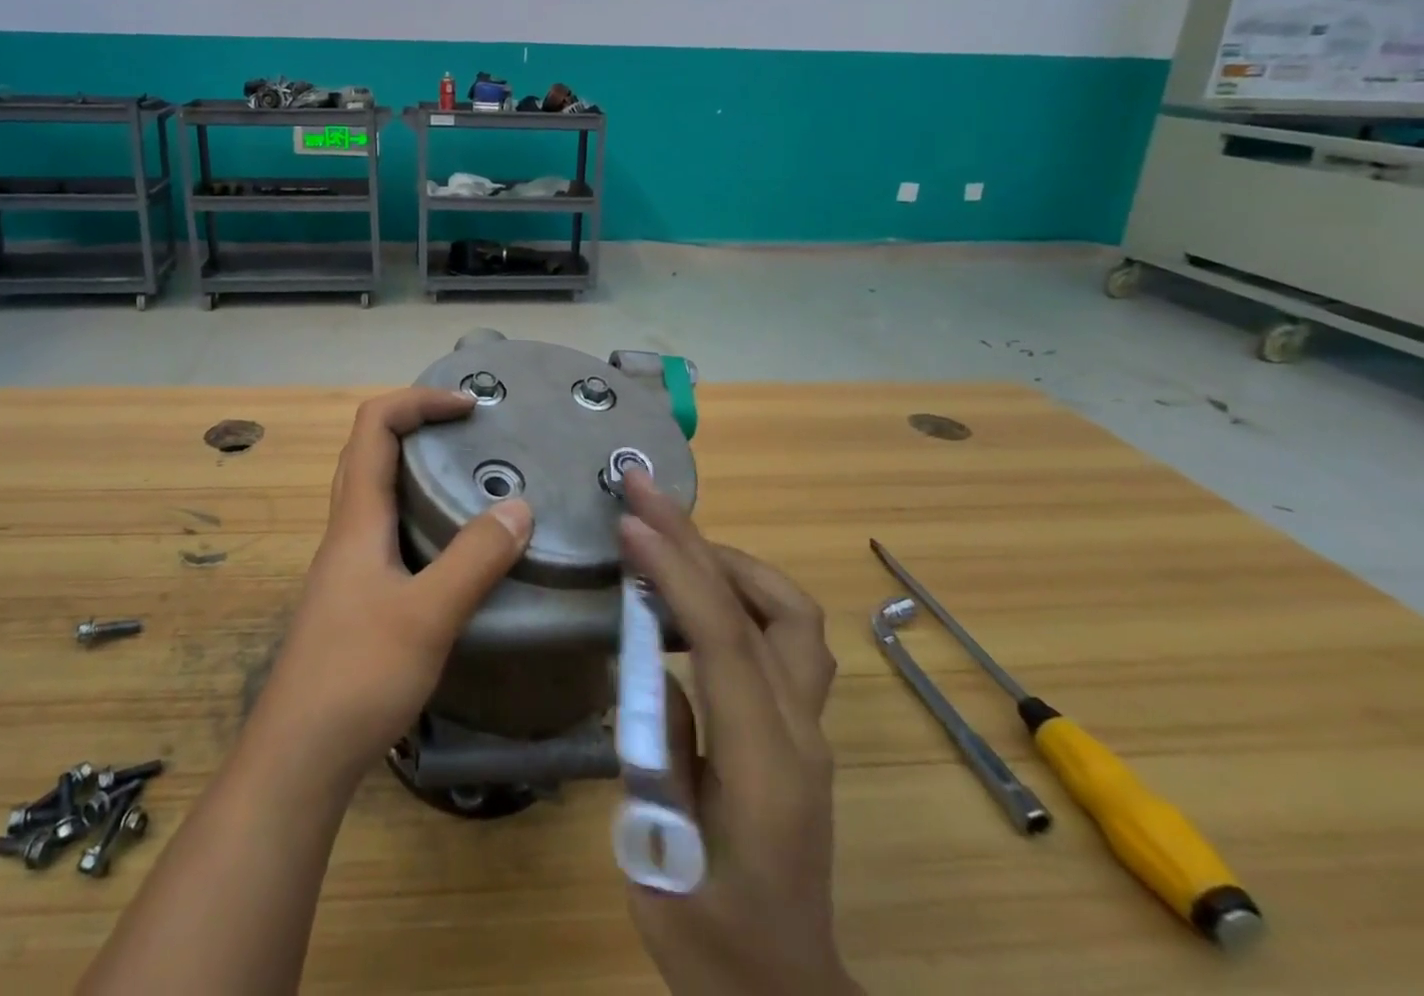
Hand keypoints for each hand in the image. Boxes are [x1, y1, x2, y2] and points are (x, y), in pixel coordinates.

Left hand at [250, 387, 534, 781]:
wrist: (298, 758)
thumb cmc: (357, 677)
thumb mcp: (427, 616)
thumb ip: (475, 559)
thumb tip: (520, 505)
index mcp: (357, 518)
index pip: (373, 426)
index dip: (418, 401)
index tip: (469, 405)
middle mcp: (346, 530)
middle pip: (368, 450)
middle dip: (416, 424)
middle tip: (468, 430)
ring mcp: (346, 565)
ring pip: (375, 491)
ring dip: (415, 467)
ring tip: (465, 477)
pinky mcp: (354, 597)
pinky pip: (384, 529)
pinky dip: (417, 512)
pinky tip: (449, 545)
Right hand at [618, 471, 859, 995]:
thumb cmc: (711, 943)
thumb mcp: (660, 857)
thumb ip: (659, 750)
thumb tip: (651, 664)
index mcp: (766, 767)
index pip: (725, 639)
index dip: (676, 571)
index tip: (629, 524)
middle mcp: (801, 733)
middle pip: (768, 606)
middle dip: (701, 539)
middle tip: (645, 494)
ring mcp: (809, 728)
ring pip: (791, 611)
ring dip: (729, 560)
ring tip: (667, 538)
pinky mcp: (800, 729)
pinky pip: (782, 635)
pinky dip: (738, 592)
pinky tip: (691, 596)